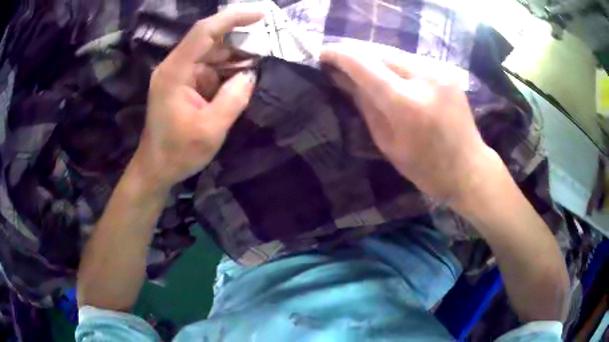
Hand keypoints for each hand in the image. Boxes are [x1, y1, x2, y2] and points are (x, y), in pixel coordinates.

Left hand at [133, 9, 262, 192]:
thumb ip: (234, 98)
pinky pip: (209, 67)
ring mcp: (178, 73)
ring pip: (211, 53)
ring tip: (259, 65)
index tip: (261, 15)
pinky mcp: (183, 83)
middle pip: (209, 40)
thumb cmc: (178, 153)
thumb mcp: (211, 129)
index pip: (204, 31)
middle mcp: (174, 66)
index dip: (232, 18)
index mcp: (175, 72)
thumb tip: (250, 74)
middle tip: (267, 49)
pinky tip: (242, 78)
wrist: (156, 168)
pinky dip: (227, 70)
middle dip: (239, 42)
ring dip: (235, 58)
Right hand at [321, 46, 502, 203]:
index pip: (364, 65)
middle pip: (379, 52)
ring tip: (360, 67)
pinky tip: (387, 73)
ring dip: (374, 57)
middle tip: (338, 60)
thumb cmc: (426, 167)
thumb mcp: (387, 142)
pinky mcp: (446, 70)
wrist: (469, 167)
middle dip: (355, 53)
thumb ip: (365, 104)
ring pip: (395, 52)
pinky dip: (393, 63)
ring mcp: (439, 70)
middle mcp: (424, 77)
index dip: (339, 55)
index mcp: (406, 103)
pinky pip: (410, 60)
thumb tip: (341, 78)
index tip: (322, 53)